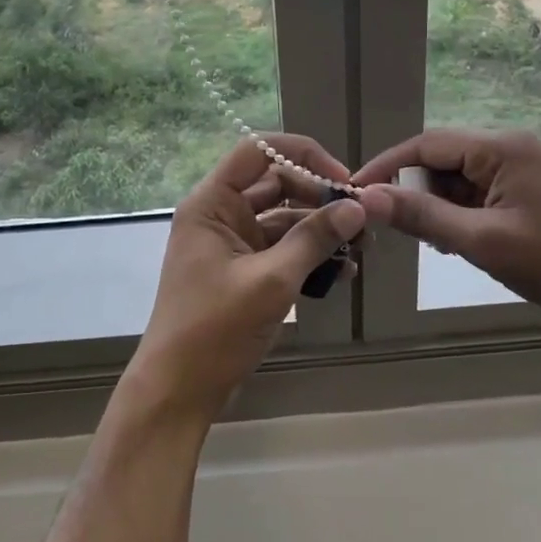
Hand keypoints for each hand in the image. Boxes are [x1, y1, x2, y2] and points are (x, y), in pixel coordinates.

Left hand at [127, 134, 364, 422]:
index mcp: (212, 204)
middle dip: (320, 198)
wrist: (179, 390)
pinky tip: (342, 273)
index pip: (257, 151)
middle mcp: (221, 215)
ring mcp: (233, 244)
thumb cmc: (215, 329)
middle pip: (277, 184)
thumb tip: (357, 207)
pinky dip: (310, 257)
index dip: (302, 155)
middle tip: (360, 219)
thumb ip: (314, 239)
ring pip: (284, 219)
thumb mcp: (271, 281)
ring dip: (321, 231)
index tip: (341, 179)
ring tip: (360, 250)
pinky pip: (283, 250)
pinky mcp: (245, 271)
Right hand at [354, 129, 540, 340]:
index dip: (388, 166)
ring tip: (436, 242)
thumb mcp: (481, 241)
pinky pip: (480, 192)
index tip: (356, 191)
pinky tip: (461, 243)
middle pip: (443, 158)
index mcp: (502, 147)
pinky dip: (462, 214)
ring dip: (439, 206)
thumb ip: (422, 216)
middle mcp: (511, 147)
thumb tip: (368, 198)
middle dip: (416, 190)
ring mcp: (523, 168)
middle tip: (397, 227)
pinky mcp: (530, 190)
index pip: (427, 143)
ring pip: (460, 178)